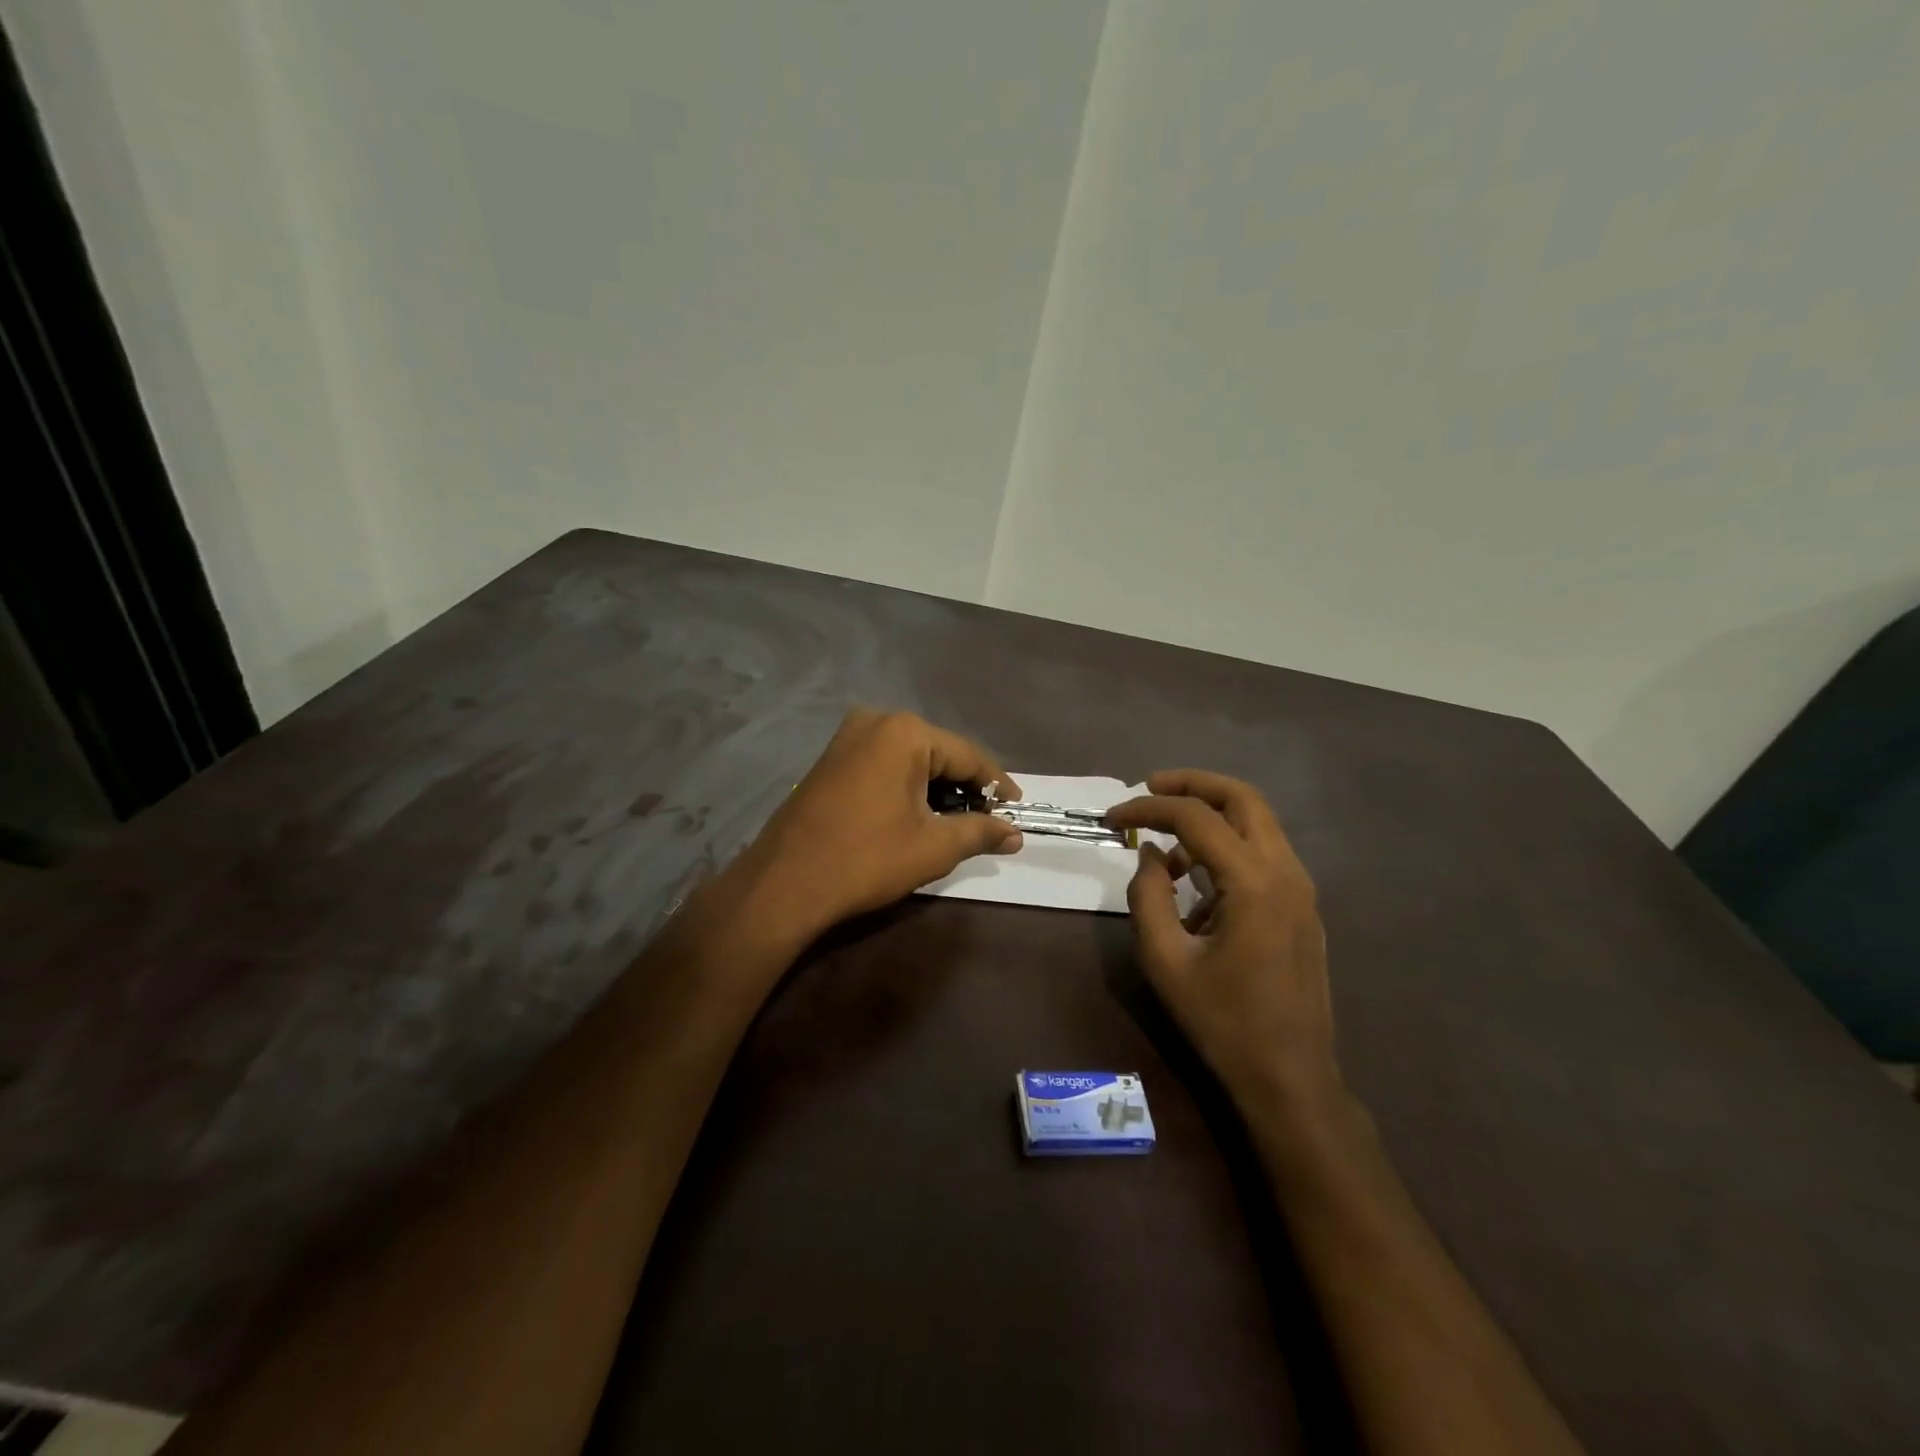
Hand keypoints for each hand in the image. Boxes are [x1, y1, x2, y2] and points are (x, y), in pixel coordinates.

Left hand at [737, 709, 1022, 939]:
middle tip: (989, 821)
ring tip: (957, 823)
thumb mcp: (932, 847)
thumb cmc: (865, 860)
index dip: (997, 786)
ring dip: (936, 789)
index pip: (968, 756)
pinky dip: (907, 787)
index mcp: (905, 732)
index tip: (1018, 810)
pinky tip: (917, 814)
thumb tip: (1015, 834)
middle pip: (938, 753)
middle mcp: (876, 722)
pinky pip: (884, 765)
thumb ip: (979, 832)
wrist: (784, 884)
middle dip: (965, 788)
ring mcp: (848, 738)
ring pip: (910, 760)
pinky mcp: (831, 759)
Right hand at [1105, 771, 1340, 1116]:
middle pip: (1242, 797)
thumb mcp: (1166, 959)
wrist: (1290, 1077)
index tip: (1112, 817)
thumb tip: (1150, 855)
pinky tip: (1195, 883)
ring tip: (1165, 847)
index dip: (1148, 808)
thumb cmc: (1223, 1021)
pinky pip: (1262, 854)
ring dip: (1210, 817)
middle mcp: (1286, 872)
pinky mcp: (1301, 906)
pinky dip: (1226, 847)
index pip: (1196, 817)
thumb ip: (1148, 896)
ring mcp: (1300, 888)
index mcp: (1254, 882)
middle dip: (1192, 784)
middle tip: (1149, 788)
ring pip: (1256, 822)